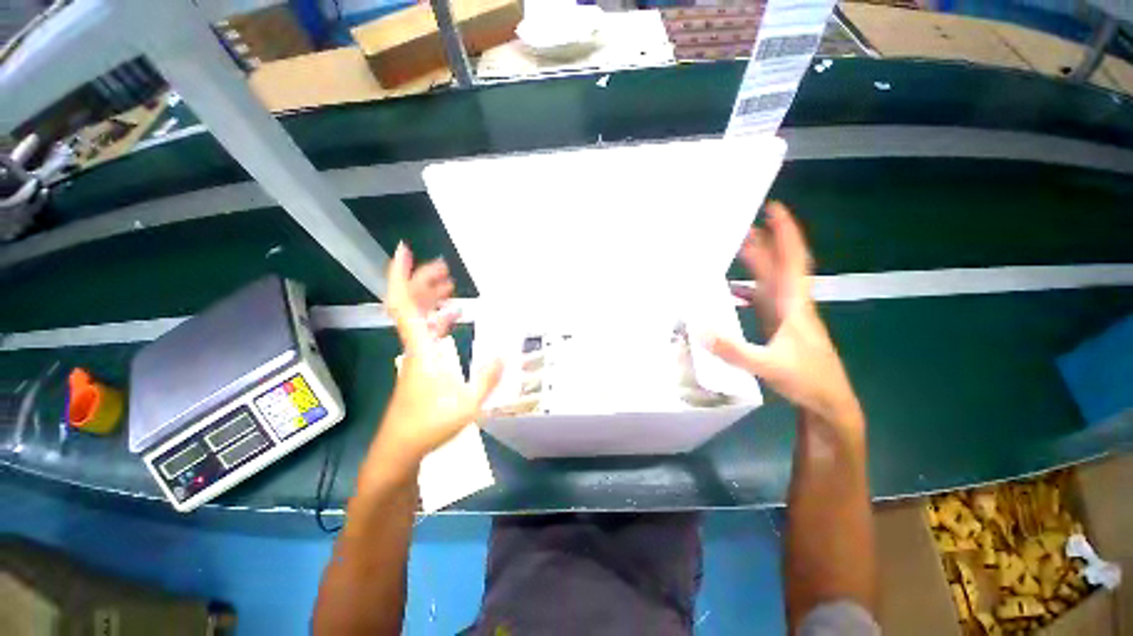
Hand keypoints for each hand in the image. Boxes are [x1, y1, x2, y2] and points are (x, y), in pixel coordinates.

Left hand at [366, 243, 502, 482]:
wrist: (399, 449)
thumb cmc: (428, 427)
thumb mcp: (466, 405)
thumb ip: (486, 379)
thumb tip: (504, 353)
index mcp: (421, 349)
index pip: (404, 305)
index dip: (402, 276)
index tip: (405, 251)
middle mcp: (414, 346)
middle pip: (410, 304)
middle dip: (423, 280)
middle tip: (444, 267)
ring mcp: (415, 355)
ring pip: (417, 317)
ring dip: (430, 297)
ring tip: (449, 284)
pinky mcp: (420, 364)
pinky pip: (425, 331)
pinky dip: (437, 318)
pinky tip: (453, 316)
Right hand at [706, 203, 861, 429]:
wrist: (829, 403)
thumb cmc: (807, 381)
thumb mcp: (768, 366)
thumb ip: (733, 349)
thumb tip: (699, 328)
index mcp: (794, 305)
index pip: (793, 260)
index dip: (785, 233)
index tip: (774, 209)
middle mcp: (792, 304)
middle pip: (778, 265)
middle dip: (763, 242)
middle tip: (740, 224)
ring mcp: (786, 316)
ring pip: (770, 280)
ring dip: (755, 263)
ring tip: (734, 250)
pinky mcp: (779, 327)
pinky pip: (762, 299)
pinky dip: (747, 289)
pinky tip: (731, 291)